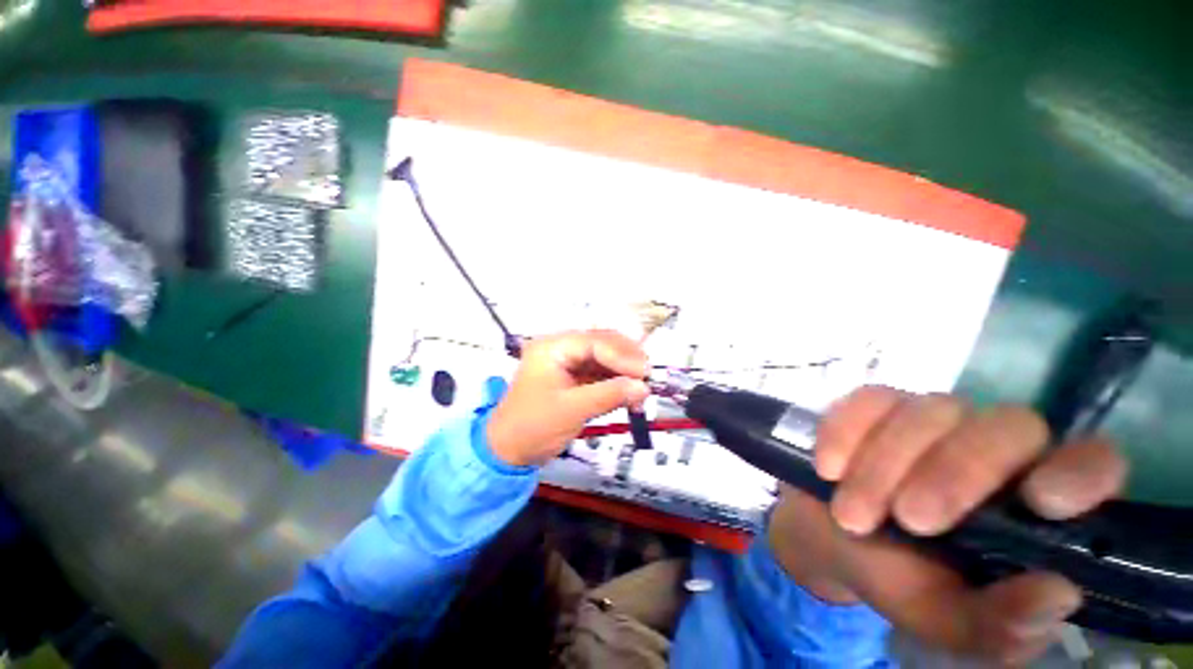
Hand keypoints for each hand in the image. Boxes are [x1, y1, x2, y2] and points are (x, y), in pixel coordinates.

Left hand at [487, 330, 650, 466]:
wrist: (507, 452)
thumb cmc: (532, 427)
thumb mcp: (571, 410)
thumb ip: (609, 395)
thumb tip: (643, 387)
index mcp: (552, 348)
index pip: (594, 342)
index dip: (622, 356)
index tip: (644, 373)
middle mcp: (560, 348)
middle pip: (601, 344)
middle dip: (626, 360)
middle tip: (647, 377)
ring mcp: (567, 363)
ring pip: (604, 359)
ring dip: (623, 373)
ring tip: (641, 390)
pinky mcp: (573, 378)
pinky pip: (599, 374)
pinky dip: (615, 383)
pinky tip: (629, 394)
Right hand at [767, 387, 1127, 664]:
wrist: (828, 539)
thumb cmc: (899, 581)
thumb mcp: (947, 621)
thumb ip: (1000, 624)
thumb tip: (1057, 593)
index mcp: (1033, 502)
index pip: (1090, 463)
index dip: (1078, 472)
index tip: (1040, 501)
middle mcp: (996, 447)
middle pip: (1006, 426)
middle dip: (953, 474)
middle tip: (908, 521)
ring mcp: (932, 418)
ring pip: (929, 412)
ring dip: (882, 466)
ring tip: (850, 516)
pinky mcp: (874, 405)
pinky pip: (867, 401)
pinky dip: (844, 434)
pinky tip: (829, 469)